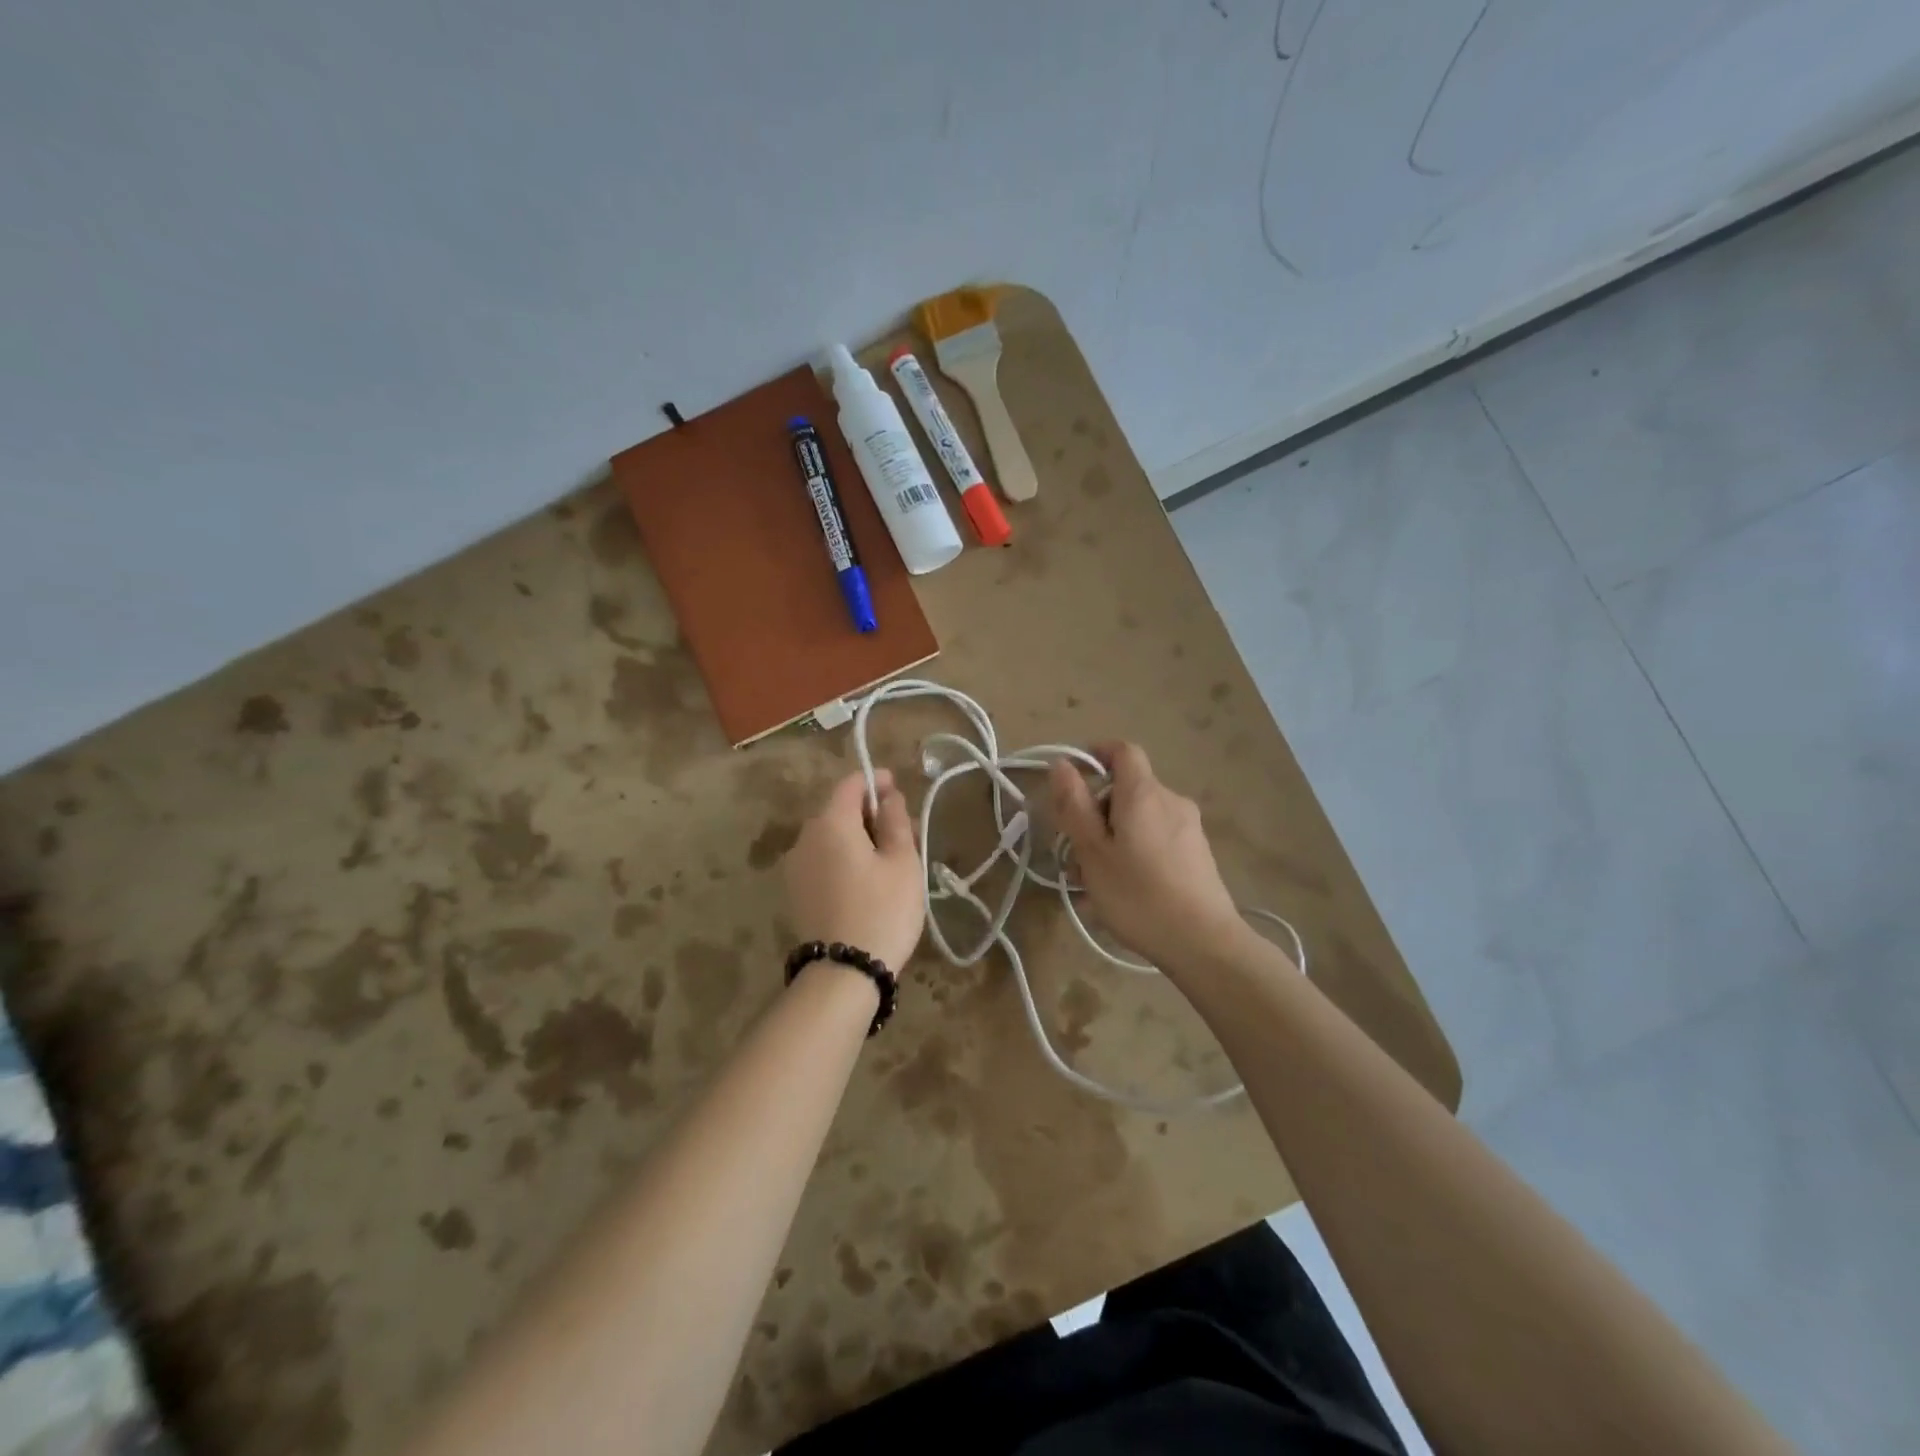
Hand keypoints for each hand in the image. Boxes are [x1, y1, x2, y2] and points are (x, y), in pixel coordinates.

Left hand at [782, 769, 924, 972]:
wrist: (843, 973)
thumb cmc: (882, 910)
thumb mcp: (902, 862)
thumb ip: (895, 821)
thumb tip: (888, 796)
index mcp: (830, 823)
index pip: (851, 784)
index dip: (876, 781)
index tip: (899, 788)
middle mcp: (805, 838)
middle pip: (839, 811)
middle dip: (871, 814)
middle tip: (906, 832)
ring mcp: (796, 867)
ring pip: (831, 838)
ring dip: (859, 838)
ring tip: (892, 860)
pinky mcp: (796, 893)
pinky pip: (823, 861)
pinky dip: (845, 859)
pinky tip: (869, 881)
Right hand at [1048, 742, 1245, 969]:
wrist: (1204, 943)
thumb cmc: (1138, 895)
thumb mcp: (1093, 852)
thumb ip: (1074, 805)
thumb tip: (1062, 765)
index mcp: (1144, 794)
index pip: (1123, 751)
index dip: (1097, 754)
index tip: (1073, 779)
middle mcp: (1171, 801)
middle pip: (1127, 789)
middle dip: (1097, 812)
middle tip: (1075, 852)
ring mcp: (1189, 828)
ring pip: (1140, 818)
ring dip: (1113, 838)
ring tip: (1094, 882)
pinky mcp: (1198, 853)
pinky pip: (1157, 838)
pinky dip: (1135, 852)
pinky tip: (1124, 892)